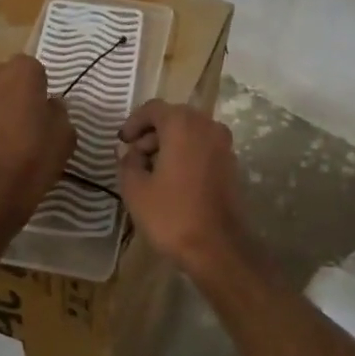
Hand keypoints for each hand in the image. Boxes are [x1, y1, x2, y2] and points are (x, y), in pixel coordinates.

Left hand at [0, 55, 74, 233]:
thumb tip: (49, 105)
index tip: (44, 109)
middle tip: (27, 119)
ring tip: (7, 133)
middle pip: (6, 76)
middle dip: (15, 91)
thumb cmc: (34, 156)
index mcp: (21, 71)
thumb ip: (58, 111)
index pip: (34, 69)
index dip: (40, 88)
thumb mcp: (65, 135)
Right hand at [115, 101, 256, 279]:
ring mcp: (224, 144)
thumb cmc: (171, 214)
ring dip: (169, 143)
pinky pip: (203, 147)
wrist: (216, 246)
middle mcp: (207, 126)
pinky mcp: (232, 164)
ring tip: (151, 169)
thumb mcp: (135, 188)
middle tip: (135, 155)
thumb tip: (132, 153)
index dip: (134, 122)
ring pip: (191, 132)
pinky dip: (186, 153)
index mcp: (182, 124)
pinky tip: (173, 178)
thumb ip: (128, 162)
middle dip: (152, 132)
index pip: (153, 108)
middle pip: (174, 117)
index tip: (122, 141)